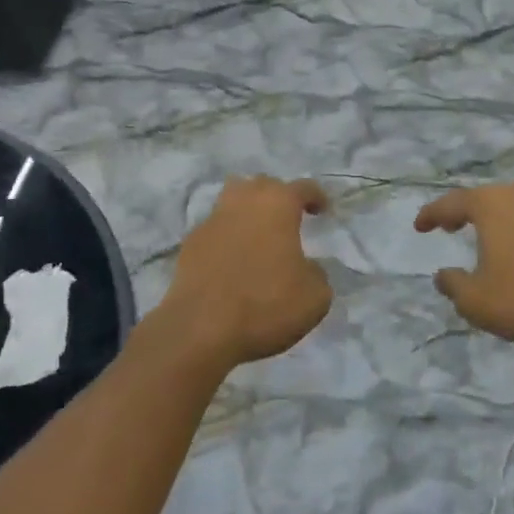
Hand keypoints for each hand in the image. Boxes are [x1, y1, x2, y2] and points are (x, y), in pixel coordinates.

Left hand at [162, 176, 331, 368]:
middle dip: (278, 197)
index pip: (303, 187)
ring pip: (233, 199)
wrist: (201, 329)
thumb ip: (317, 273)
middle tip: (288, 219)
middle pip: (263, 185)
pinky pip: (215, 228)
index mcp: (278, 203)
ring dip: (248, 209)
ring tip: (258, 231)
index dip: (316, 197)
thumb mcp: (314, 297)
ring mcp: (213, 219)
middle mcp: (244, 200)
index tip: (322, 210)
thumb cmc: (266, 304)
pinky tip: (232, 259)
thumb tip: (307, 268)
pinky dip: (227, 236)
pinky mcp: (190, 242)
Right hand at [415, 183, 513, 346]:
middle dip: (462, 211)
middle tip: (448, 226)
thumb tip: (442, 275)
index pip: (450, 203)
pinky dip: (513, 227)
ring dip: (490, 218)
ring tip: (479, 236)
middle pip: (481, 198)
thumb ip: (453, 285)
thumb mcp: (477, 301)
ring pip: (507, 205)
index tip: (419, 226)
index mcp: (489, 204)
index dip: (431, 215)